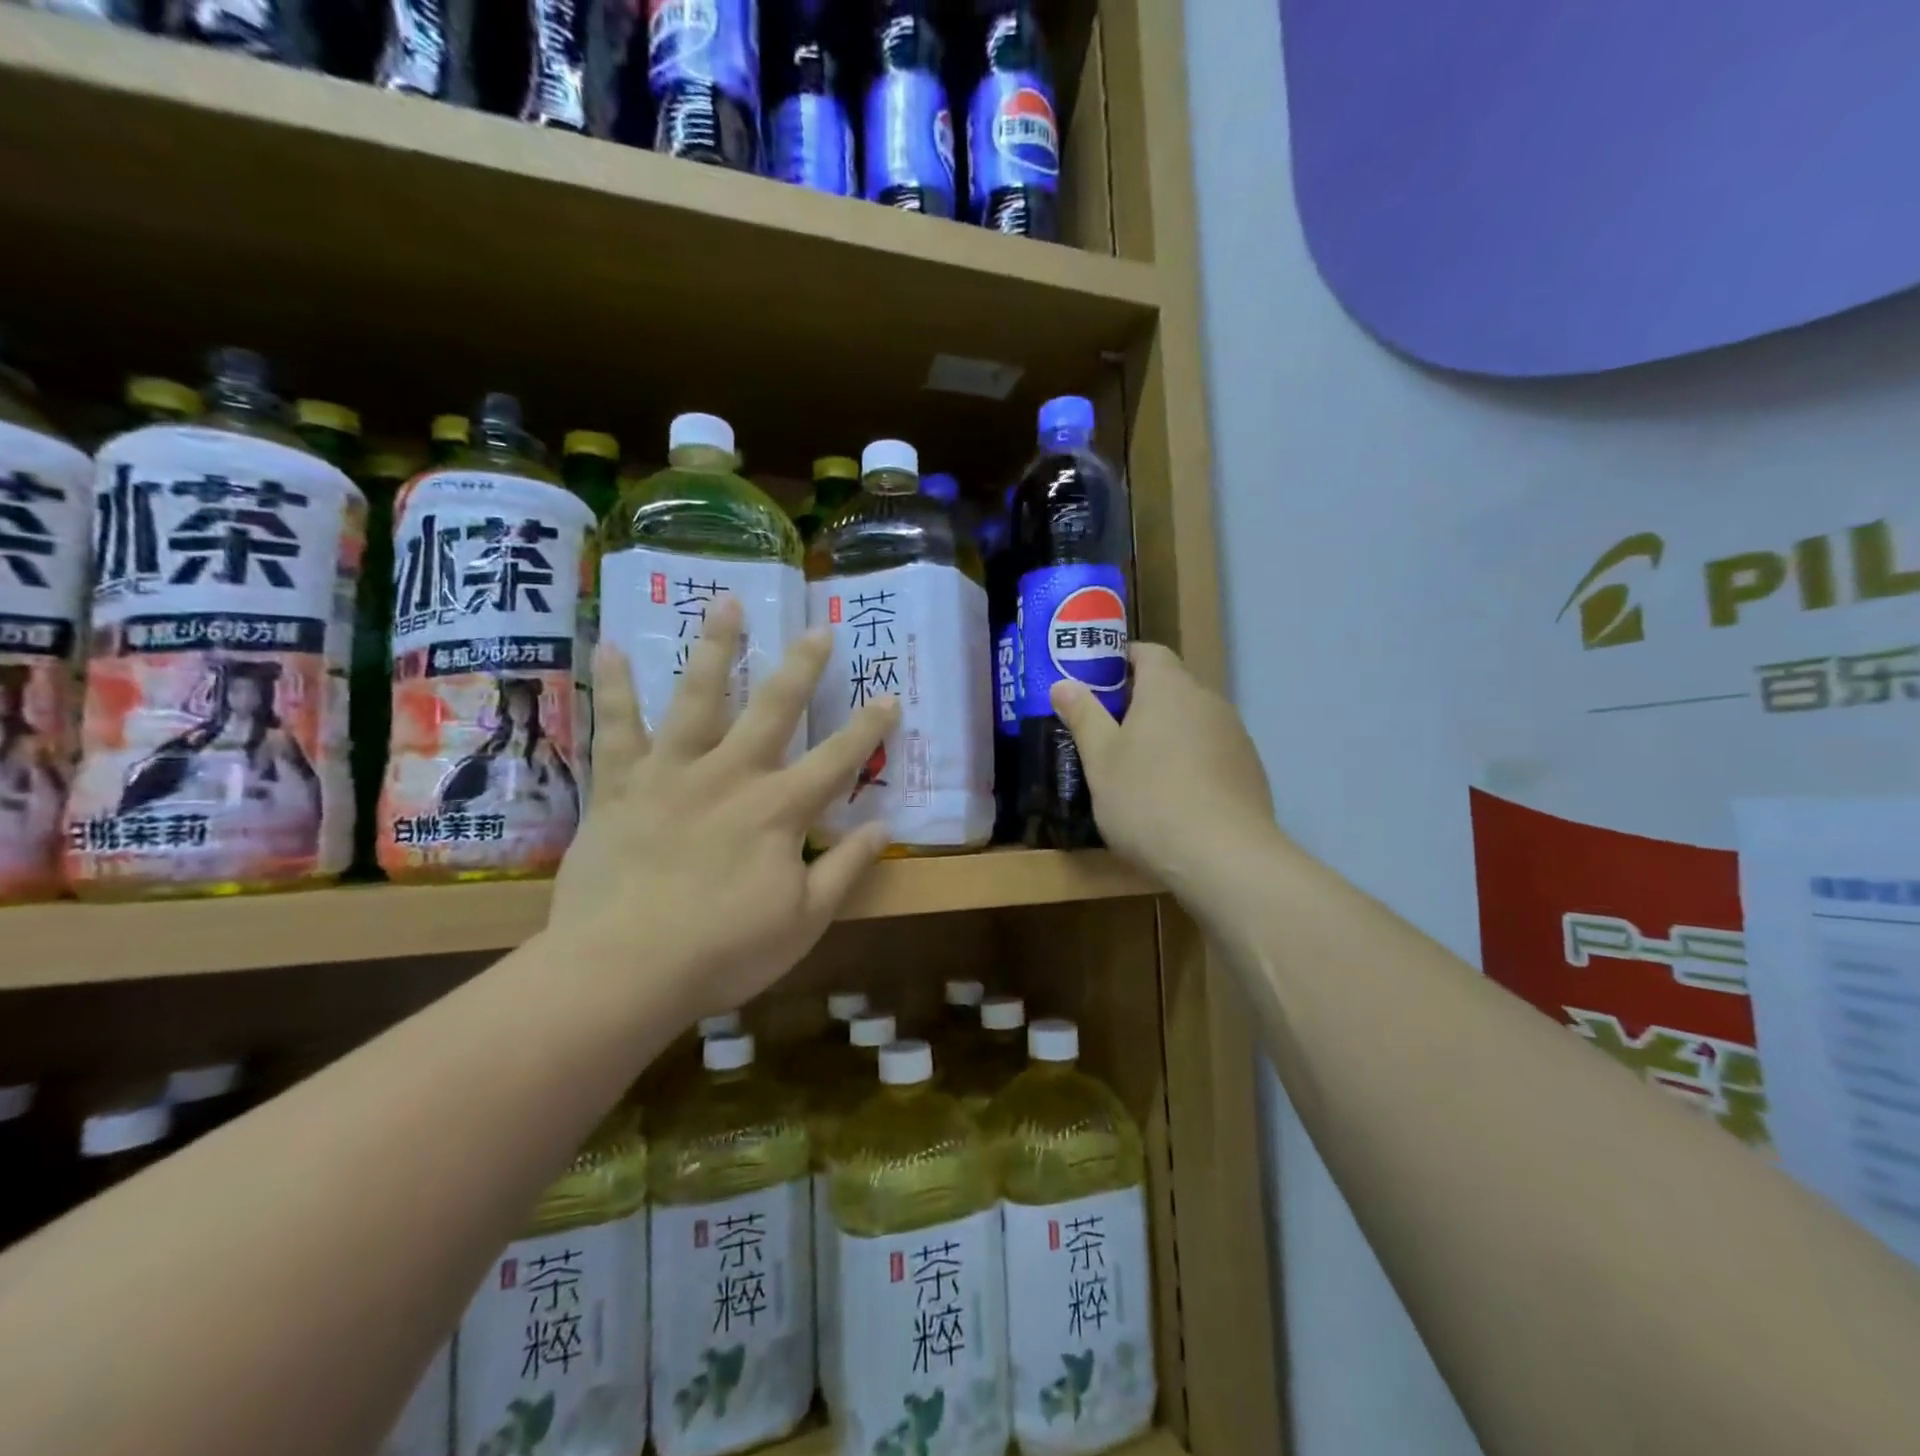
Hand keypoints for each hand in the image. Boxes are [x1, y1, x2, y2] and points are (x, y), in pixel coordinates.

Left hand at [548, 598, 899, 1021]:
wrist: (623, 971)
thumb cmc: (723, 951)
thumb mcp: (804, 921)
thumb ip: (846, 869)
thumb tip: (885, 828)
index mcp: (779, 809)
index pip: (838, 760)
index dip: (868, 729)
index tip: (890, 697)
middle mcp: (731, 775)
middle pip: (773, 709)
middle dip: (801, 667)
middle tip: (818, 628)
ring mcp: (673, 773)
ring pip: (697, 697)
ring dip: (715, 647)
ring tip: (725, 602)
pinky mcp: (622, 785)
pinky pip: (616, 728)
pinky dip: (613, 688)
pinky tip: (610, 647)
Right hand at [1050, 644, 1274, 889]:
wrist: (1224, 859)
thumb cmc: (1148, 799)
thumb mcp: (1101, 760)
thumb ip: (1084, 716)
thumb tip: (1063, 684)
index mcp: (1170, 688)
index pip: (1147, 651)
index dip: (1119, 660)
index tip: (1093, 682)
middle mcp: (1208, 701)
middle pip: (1170, 687)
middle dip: (1138, 702)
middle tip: (1104, 731)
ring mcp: (1235, 736)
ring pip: (1191, 722)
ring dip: (1165, 735)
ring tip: (1135, 769)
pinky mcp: (1250, 771)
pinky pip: (1211, 753)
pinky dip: (1189, 763)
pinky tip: (1172, 798)